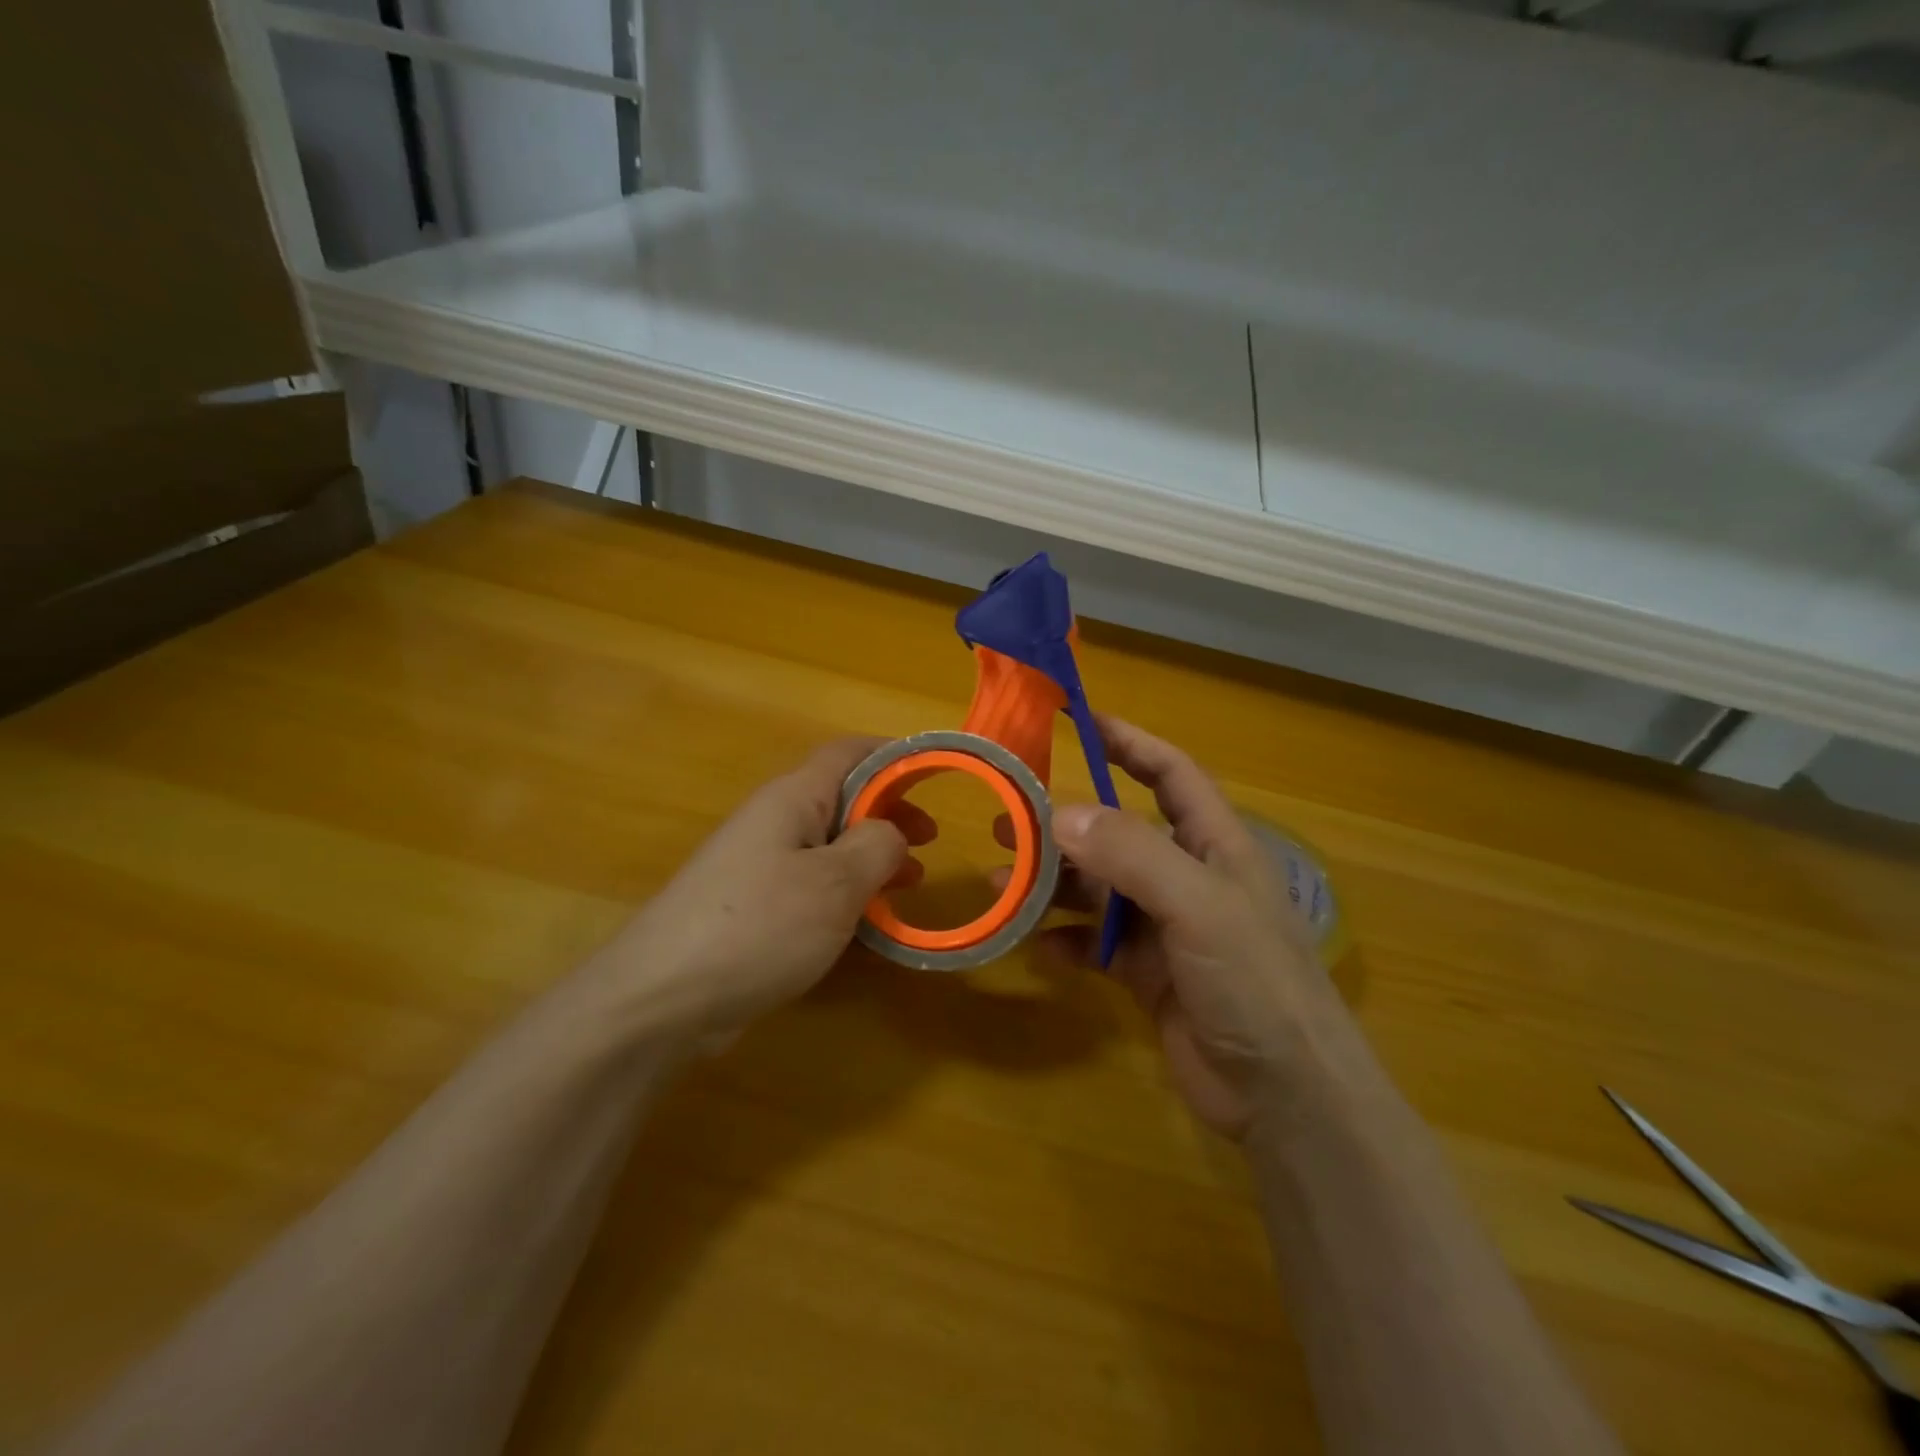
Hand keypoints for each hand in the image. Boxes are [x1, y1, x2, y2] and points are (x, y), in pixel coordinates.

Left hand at [595, 738, 929, 1045]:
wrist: (660, 1000)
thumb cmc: (759, 926)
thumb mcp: (835, 882)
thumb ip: (877, 846)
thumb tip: (892, 831)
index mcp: (792, 799)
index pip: (849, 752)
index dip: (894, 755)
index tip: (936, 776)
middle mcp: (774, 823)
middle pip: (842, 798)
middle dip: (890, 813)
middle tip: (930, 841)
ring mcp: (759, 867)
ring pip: (829, 846)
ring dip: (872, 857)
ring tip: (911, 882)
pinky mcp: (753, 909)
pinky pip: (811, 886)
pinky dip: (847, 894)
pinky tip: (868, 925)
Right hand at [1030, 716, 1347, 1140]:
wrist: (1285, 1098)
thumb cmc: (1255, 983)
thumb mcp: (1198, 905)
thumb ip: (1131, 854)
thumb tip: (1060, 814)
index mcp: (1214, 844)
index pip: (1169, 773)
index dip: (1128, 743)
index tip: (1078, 721)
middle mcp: (1187, 877)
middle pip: (1118, 833)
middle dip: (1065, 825)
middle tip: (1006, 820)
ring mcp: (1166, 927)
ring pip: (1098, 890)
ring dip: (1053, 885)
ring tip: (1002, 883)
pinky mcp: (1148, 973)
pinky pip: (1095, 943)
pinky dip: (1065, 941)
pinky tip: (1038, 948)